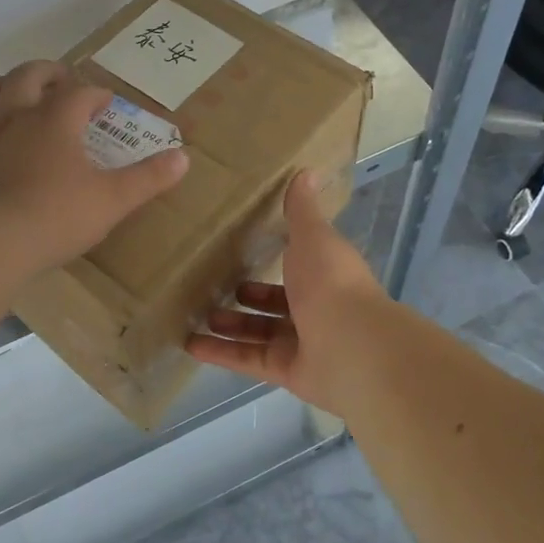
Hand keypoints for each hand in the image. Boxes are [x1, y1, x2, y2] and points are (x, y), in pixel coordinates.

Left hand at [0, 62, 187, 278]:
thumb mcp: (114, 200)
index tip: (107, 103)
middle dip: (46, 73)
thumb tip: (184, 158)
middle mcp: (14, 119)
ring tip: (10, 94)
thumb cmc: (57, 218)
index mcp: (55, 121)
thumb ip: (149, 178)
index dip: (96, 93)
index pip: (79, 93)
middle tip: (60, 82)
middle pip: (26, 76)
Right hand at [186, 170, 394, 414]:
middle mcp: (317, 308)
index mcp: (325, 274)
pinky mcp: (288, 372)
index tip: (241, 249)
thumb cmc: (331, 282)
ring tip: (194, 315)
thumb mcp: (313, 236)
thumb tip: (307, 170)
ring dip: (229, 325)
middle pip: (276, 303)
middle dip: (246, 297)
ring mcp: (303, 343)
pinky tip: (190, 345)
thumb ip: (302, 210)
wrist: (353, 346)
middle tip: (210, 286)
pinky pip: (249, 360)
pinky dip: (222, 353)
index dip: (274, 259)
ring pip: (259, 333)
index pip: (298, 265)